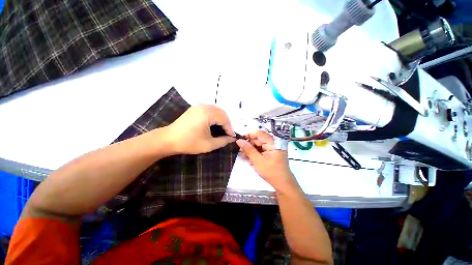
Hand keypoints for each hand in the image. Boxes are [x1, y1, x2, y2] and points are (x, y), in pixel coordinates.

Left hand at [164, 105, 235, 154]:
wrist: (168, 139)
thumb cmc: (189, 142)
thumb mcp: (208, 144)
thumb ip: (223, 141)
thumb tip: (232, 139)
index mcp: (207, 114)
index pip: (224, 119)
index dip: (230, 128)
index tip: (232, 137)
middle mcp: (204, 107)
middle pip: (222, 112)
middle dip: (227, 123)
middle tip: (228, 133)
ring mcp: (198, 106)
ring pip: (216, 110)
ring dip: (222, 119)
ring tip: (223, 129)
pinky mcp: (195, 108)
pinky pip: (210, 109)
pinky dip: (215, 116)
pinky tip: (215, 124)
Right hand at [236, 131, 296, 192]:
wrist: (283, 184)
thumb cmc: (271, 172)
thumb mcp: (258, 161)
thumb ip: (248, 149)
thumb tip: (239, 140)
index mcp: (273, 142)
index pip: (259, 133)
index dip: (248, 135)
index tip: (240, 140)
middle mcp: (273, 143)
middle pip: (258, 139)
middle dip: (249, 145)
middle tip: (240, 151)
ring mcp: (273, 148)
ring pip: (259, 145)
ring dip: (251, 150)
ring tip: (243, 157)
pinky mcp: (272, 153)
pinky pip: (261, 150)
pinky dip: (255, 154)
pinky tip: (250, 160)